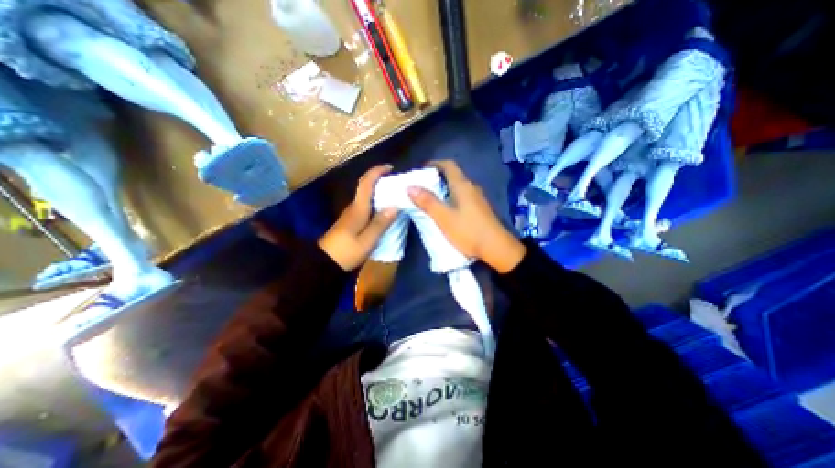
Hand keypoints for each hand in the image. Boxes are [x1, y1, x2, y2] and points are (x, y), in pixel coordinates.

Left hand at [318, 164, 397, 270]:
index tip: (390, 167)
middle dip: (380, 180)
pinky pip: (366, 205)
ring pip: (366, 196)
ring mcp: (352, 214)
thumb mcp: (367, 240)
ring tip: (395, 194)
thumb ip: (380, 223)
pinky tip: (385, 209)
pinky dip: (376, 202)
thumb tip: (395, 206)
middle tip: (398, 183)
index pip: (365, 184)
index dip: (376, 172)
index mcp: (358, 209)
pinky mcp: (352, 221)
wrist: (325, 263)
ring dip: (379, 191)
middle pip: (366, 187)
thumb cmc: (346, 252)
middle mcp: (354, 207)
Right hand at [409, 159, 522, 271]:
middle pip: (453, 175)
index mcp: (463, 186)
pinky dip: (451, 198)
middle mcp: (472, 188)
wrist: (497, 248)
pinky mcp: (480, 209)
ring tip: (429, 198)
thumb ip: (427, 202)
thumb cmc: (469, 231)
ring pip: (458, 187)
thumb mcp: (444, 218)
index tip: (421, 170)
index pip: (449, 165)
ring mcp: (478, 199)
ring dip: (443, 189)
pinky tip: (445, 210)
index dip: (434, 164)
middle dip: (436, 177)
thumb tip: (410, 187)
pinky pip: (462, 197)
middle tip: (421, 186)